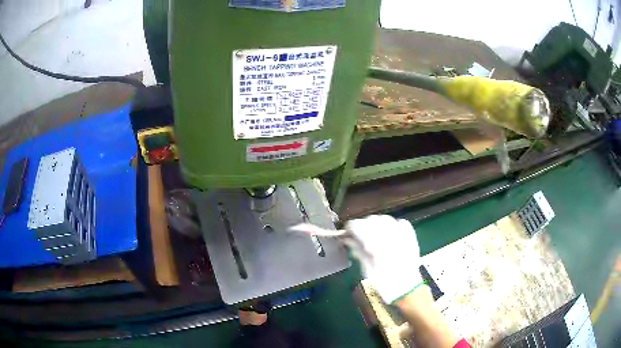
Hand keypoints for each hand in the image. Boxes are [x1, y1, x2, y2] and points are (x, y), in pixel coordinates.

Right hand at [344, 215, 423, 303]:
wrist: (407, 290)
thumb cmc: (384, 284)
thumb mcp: (367, 271)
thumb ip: (358, 252)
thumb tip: (348, 240)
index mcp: (377, 246)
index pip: (359, 226)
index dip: (350, 228)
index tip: (346, 233)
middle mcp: (390, 237)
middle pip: (372, 220)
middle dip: (362, 225)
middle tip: (357, 236)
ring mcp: (403, 236)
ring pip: (386, 219)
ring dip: (376, 223)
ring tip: (372, 234)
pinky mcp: (411, 238)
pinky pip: (402, 223)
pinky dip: (393, 225)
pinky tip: (389, 233)